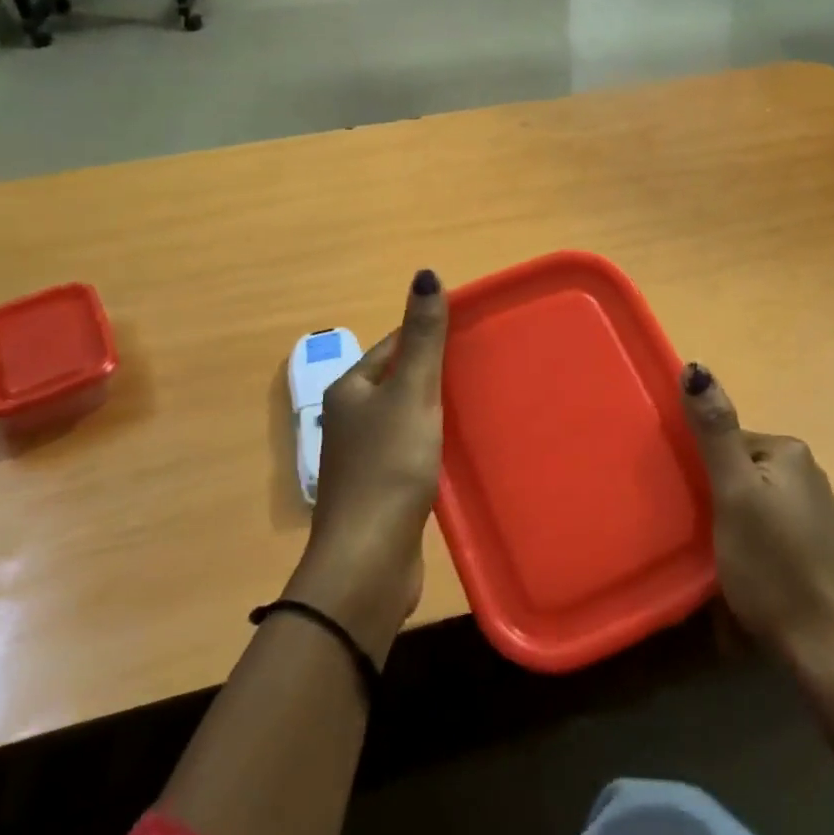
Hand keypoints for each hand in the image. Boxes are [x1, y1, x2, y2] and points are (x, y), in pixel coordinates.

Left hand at [284, 270, 447, 663]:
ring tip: (479, 402)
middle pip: (399, 381)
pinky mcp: (379, 490)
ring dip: (436, 409)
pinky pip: (410, 451)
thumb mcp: (412, 393)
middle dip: (436, 372)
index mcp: (351, 389)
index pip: (393, 345)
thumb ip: (423, 337)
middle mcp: (350, 419)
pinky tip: (459, 450)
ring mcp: (362, 458)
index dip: (428, 334)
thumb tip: (425, 274)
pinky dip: (433, 444)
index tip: (470, 331)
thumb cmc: (389, 467)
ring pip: (405, 418)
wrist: (368, 560)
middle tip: (484, 366)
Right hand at [682, 362, 833, 675]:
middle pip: (740, 469)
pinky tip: (747, 572)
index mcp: (789, 451)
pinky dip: (752, 542)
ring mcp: (817, 512)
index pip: (726, 439)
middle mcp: (808, 472)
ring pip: (754, 501)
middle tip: (698, 531)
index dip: (700, 467)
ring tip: (717, 556)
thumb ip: (715, 432)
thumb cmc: (776, 568)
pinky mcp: (819, 548)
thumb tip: (696, 366)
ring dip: (731, 521)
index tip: (686, 500)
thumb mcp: (734, 495)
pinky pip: (771, 528)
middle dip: (715, 495)